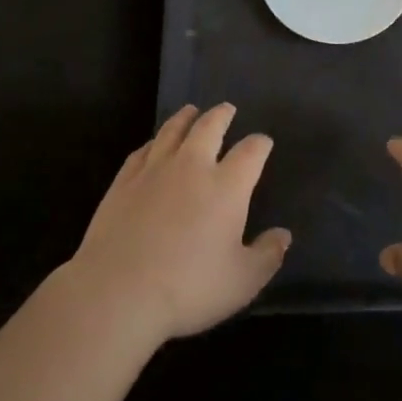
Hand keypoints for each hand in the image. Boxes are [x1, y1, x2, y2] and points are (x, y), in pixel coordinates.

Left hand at [65, 103, 290, 346]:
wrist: (118, 291)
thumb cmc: (188, 288)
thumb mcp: (242, 282)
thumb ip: (267, 256)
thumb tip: (284, 236)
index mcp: (226, 186)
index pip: (250, 152)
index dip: (260, 144)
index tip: (264, 142)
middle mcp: (192, 166)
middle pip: (209, 127)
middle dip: (222, 115)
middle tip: (227, 109)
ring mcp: (155, 169)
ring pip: (173, 131)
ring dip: (185, 118)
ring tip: (191, 111)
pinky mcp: (124, 181)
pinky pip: (142, 151)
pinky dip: (153, 142)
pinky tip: (153, 144)